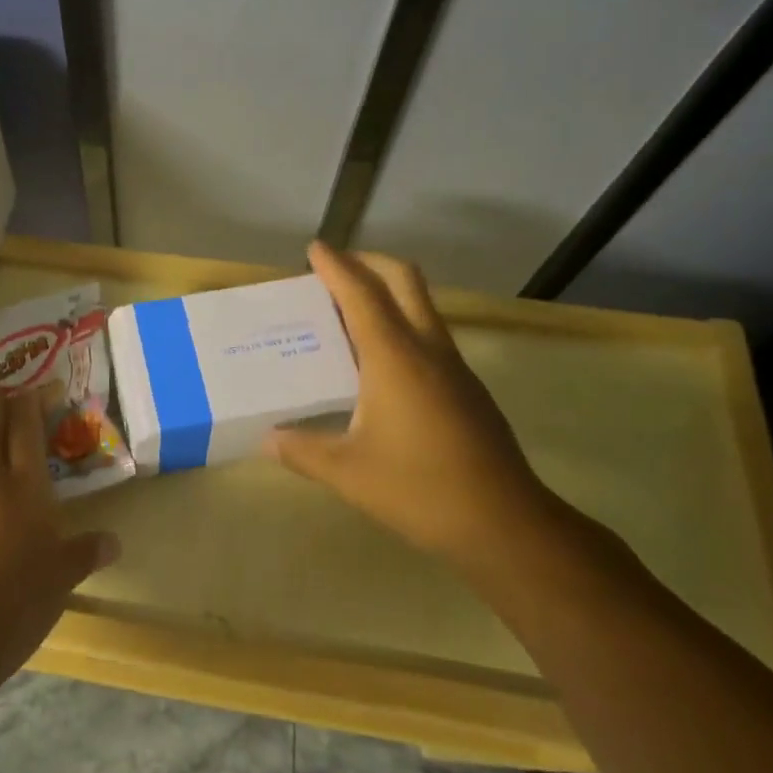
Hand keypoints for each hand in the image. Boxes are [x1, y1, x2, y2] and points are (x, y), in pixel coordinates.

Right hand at [266, 243, 551, 559]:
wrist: (506, 524)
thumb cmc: (420, 489)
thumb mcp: (348, 472)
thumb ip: (302, 451)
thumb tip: (266, 440)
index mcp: (394, 357)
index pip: (360, 294)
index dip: (336, 266)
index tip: (315, 248)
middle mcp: (427, 349)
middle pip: (403, 280)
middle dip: (369, 262)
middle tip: (336, 269)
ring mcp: (454, 366)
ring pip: (421, 305)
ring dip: (388, 292)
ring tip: (349, 312)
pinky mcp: (467, 387)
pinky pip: (430, 334)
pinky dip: (402, 324)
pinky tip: (381, 362)